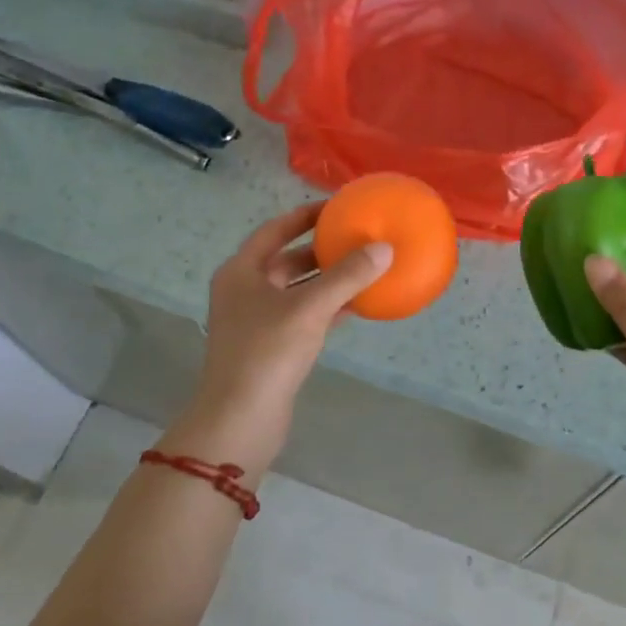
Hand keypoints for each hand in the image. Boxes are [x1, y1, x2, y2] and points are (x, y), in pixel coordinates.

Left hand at [158, 203, 392, 478]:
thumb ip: (347, 276)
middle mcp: (244, 291)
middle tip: (357, 237)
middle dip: (321, 249)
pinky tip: (357, 305)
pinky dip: (327, 308)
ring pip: (297, 290)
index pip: (275, 230)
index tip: (337, 207)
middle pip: (287, 260)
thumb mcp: (310, 308)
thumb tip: (385, 248)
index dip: (305, 216)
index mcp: (241, 271)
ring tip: (364, 267)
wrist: (241, 419)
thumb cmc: (267, 352)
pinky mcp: (271, 347)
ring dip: (327, 280)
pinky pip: (304, 316)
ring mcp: (256, 321)